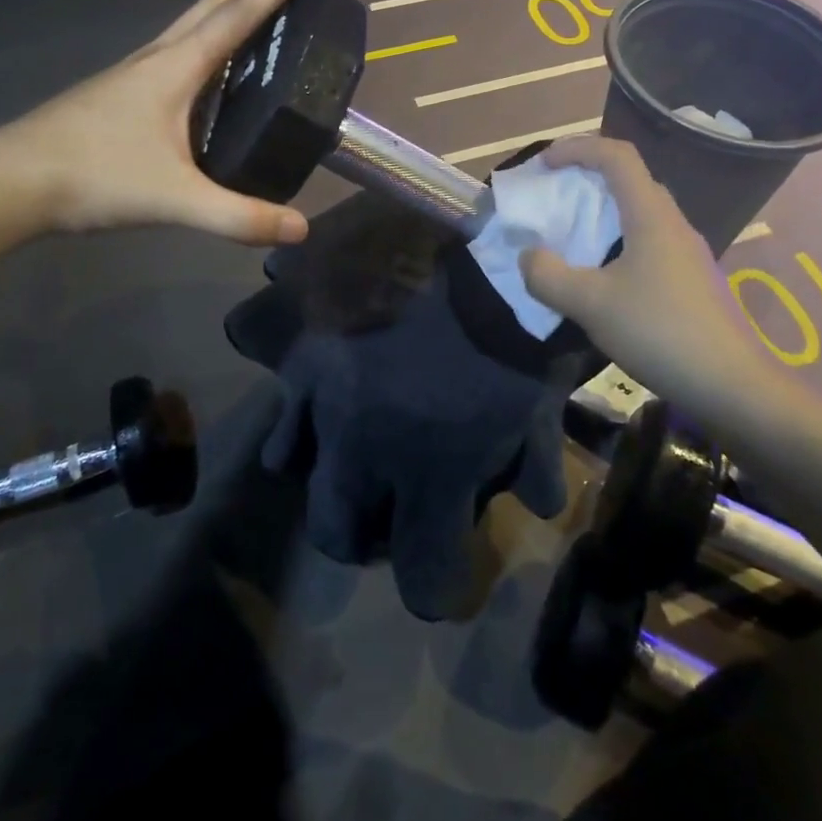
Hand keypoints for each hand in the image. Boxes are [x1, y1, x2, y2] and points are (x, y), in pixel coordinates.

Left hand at [0, 0, 335, 246]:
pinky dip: (209, 50)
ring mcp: (135, 75)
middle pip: (216, 5)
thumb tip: (300, 229)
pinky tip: (215, 86)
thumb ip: (239, 216)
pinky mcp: (122, 96)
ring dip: (233, 15)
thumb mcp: (174, 200)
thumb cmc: (92, 176)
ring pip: (193, 28)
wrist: (7, 184)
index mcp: (177, 65)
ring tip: (267, 34)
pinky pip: (177, 56)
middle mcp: (158, 58)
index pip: (242, 9)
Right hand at [233, 191, 580, 620]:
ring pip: (297, 474)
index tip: (442, 567)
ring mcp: (323, 398)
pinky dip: (300, 416)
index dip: (434, 584)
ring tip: (353, 453)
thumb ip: (535, 463)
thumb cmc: (514, 317)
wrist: (466, 236)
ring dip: (326, 476)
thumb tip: (532, 505)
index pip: (420, 577)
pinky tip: (327, 398)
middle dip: (364, 538)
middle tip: (387, 513)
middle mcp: (364, 450)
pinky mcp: (302, 351)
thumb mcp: (539, 396)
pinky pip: (282, 402)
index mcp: (431, 472)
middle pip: (338, 534)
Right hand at [517, 135, 768, 419]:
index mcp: (651, 215)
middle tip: (553, 197)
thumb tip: (529, 256)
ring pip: (639, 211)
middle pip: (629, 179)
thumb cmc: (660, 333)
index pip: (617, 155)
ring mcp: (686, 251)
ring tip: (570, 236)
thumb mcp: (590, 305)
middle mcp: (672, 223)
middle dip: (586, 177)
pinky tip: (601, 276)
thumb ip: (547, 276)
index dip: (576, 148)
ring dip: (602, 212)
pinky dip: (616, 240)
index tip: (543, 165)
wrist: (733, 386)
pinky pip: (647, 239)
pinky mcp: (691, 278)